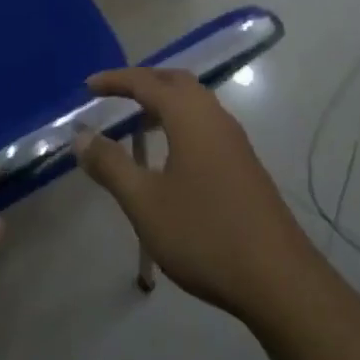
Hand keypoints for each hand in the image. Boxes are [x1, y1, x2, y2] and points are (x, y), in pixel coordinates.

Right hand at [75, 68, 323, 325]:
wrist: (279, 279)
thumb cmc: (205, 234)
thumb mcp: (145, 203)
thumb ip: (111, 166)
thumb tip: (81, 137)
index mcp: (188, 114)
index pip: (145, 81)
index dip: (114, 81)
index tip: (88, 87)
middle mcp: (213, 115)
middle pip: (174, 81)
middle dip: (143, 82)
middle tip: (114, 96)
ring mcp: (234, 139)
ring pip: (194, 102)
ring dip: (164, 102)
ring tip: (138, 123)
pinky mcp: (245, 163)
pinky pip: (205, 123)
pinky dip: (180, 122)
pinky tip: (171, 155)